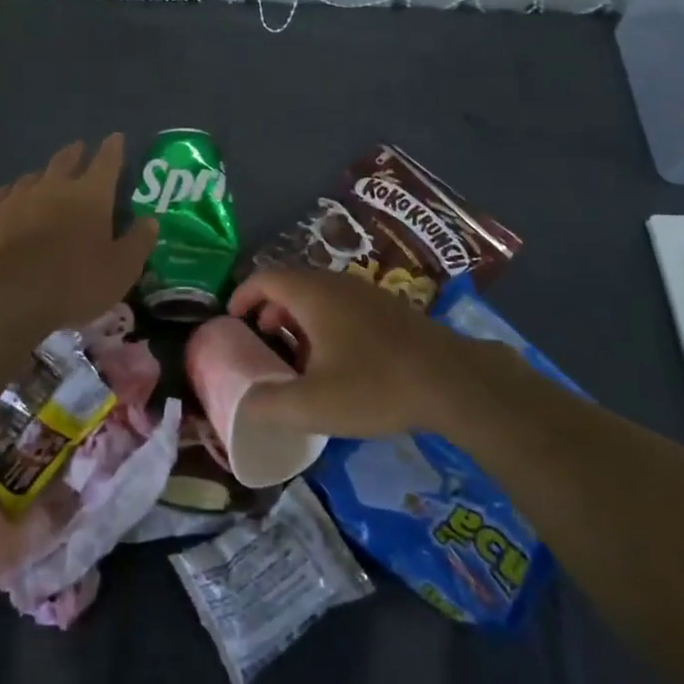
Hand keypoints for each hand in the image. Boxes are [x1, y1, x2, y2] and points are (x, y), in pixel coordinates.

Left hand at [0, 135, 157, 334]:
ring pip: (32, 177)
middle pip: (66, 160)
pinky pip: (2, 196)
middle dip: (76, 153)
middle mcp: (53, 187)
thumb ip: (138, 242)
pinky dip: (11, 195)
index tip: (115, 138)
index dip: (113, 149)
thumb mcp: (120, 270)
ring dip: (43, 175)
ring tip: (45, 178)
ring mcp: (16, 198)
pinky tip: (9, 200)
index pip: (106, 162)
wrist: (5, 296)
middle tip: (79, 149)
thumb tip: (151, 221)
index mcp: (90, 195)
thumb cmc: (73, 282)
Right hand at [227, 267, 481, 438]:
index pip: (265, 277)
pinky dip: (325, 323)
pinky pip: (343, 305)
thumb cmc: (375, 386)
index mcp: (313, 295)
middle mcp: (337, 284)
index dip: (243, 294)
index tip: (231, 318)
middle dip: (271, 309)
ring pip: (319, 295)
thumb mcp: (314, 405)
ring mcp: (366, 293)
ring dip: (299, 318)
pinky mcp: (389, 309)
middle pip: (292, 284)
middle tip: (263, 341)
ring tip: (297, 356)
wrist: (452, 380)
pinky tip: (338, 361)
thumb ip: (269, 405)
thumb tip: (241, 404)